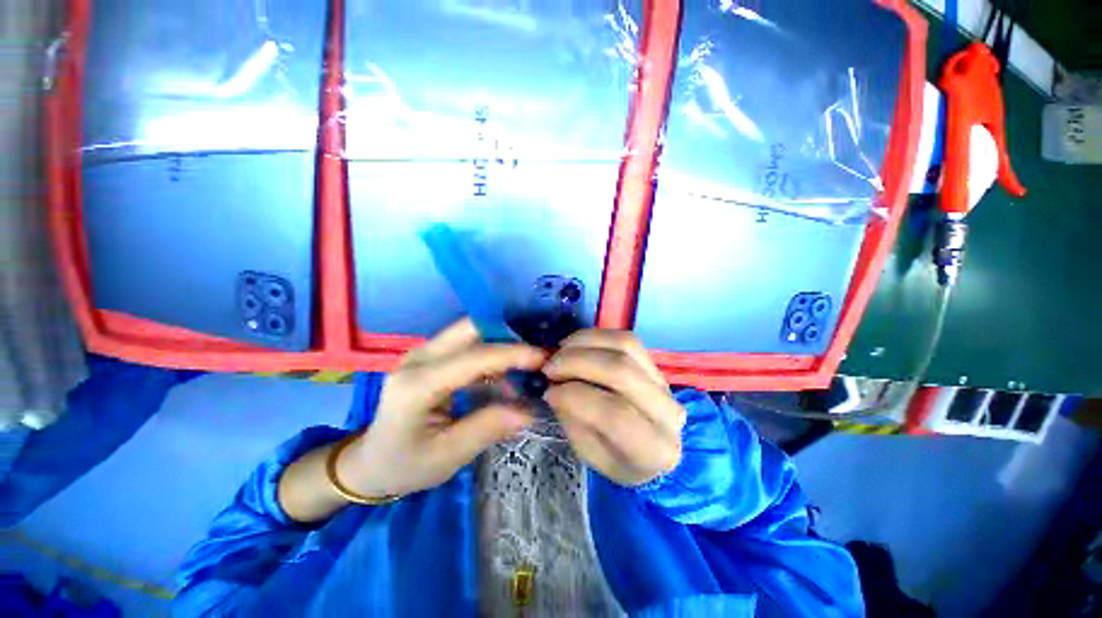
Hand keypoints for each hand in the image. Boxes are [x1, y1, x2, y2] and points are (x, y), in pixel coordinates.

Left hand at [335, 319, 545, 497]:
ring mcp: (422, 353)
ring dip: (500, 343)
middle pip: (470, 328)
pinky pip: (466, 343)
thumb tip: (529, 411)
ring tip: (526, 365)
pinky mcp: (430, 356)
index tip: (543, 357)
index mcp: (417, 384)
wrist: (371, 462)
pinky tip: (505, 374)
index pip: (473, 357)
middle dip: (508, 336)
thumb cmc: (406, 464)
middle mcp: (418, 357)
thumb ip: (488, 428)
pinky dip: (490, 353)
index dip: (511, 353)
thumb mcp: (448, 456)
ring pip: (470, 331)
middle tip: (536, 355)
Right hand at [543, 330, 684, 485]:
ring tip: (560, 352)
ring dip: (584, 343)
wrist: (650, 448)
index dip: (575, 397)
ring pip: (625, 346)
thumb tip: (557, 387)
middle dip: (577, 362)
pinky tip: (575, 344)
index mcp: (655, 450)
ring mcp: (665, 382)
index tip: (548, 392)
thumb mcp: (590, 453)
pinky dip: (595, 336)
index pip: (614, 414)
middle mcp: (669, 412)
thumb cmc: (616, 458)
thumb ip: (574, 421)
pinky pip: (625, 338)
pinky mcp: (656, 363)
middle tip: (550, 367)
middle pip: (621, 371)